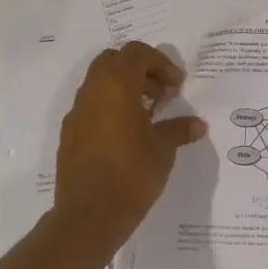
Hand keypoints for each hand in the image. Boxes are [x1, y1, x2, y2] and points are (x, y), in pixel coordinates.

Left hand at [53, 41, 207, 246]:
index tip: (176, 86)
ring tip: (148, 115)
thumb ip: (178, 129)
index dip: (161, 63)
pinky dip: (110, 108)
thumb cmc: (132, 173)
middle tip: (160, 93)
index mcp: (116, 86)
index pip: (137, 53)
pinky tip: (128, 136)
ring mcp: (77, 113)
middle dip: (140, 70)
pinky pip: (91, 107)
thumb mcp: (163, 149)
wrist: (88, 216)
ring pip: (100, 83)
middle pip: (114, 60)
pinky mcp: (70, 135)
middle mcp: (92, 92)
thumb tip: (197, 125)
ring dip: (124, 89)